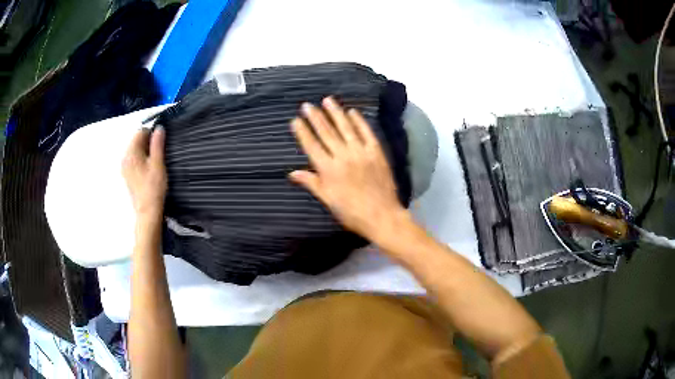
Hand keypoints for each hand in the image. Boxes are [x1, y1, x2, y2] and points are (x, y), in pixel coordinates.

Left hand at [122, 127, 166, 221]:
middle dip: (148, 142)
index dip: (152, 133)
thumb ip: (157, 144)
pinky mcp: (127, 175)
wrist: (147, 211)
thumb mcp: (158, 163)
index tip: (162, 141)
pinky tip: (149, 169)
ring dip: (145, 151)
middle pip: (136, 141)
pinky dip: (141, 159)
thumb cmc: (153, 186)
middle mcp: (125, 157)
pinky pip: (134, 160)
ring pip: (136, 150)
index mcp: (131, 152)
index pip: (140, 132)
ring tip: (156, 161)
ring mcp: (125, 167)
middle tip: (160, 152)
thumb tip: (159, 127)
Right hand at [290, 97, 407, 240]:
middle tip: (307, 105)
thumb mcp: (328, 201)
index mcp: (328, 170)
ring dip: (335, 113)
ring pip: (345, 128)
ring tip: (327, 100)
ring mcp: (361, 152)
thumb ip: (311, 183)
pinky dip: (359, 121)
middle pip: (326, 132)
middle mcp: (342, 156)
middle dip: (315, 117)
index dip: (303, 132)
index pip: (311, 145)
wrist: (382, 216)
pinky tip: (352, 111)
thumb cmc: (352, 213)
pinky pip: (366, 132)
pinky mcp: (376, 152)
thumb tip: (292, 173)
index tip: (296, 120)